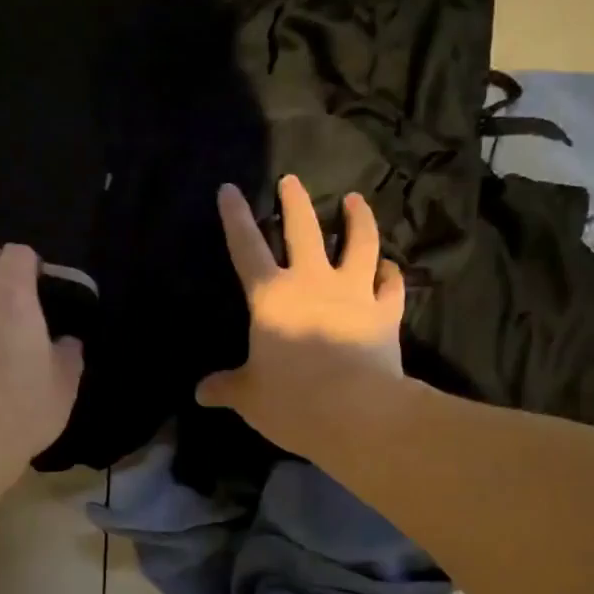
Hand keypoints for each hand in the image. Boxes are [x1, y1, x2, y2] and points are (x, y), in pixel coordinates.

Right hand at [196, 176, 405, 451]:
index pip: (246, 248)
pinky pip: (391, 284)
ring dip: (358, 219)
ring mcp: (354, 294)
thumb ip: (226, 387)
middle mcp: (312, 283)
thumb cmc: (292, 401)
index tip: (230, 188)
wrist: (356, 413)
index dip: (235, 217)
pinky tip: (389, 267)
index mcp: (271, 297)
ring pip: (359, 243)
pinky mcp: (386, 313)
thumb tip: (201, 393)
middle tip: (292, 180)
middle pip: (303, 230)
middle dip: (295, 201)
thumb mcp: (249, 397)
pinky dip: (391, 273)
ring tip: (355, 200)